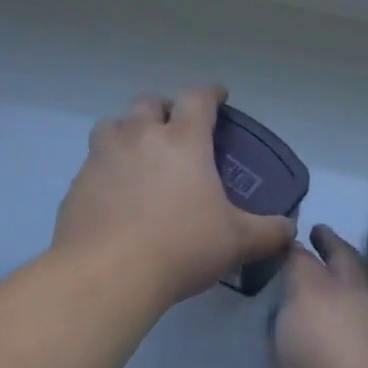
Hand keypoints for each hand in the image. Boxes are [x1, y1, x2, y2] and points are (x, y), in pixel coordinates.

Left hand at [53, 86, 295, 308]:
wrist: (107, 274)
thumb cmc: (181, 247)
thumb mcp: (236, 241)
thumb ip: (268, 232)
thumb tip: (289, 230)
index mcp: (182, 140)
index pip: (198, 98)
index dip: (211, 93)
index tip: (218, 98)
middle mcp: (140, 136)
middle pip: (149, 102)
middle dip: (164, 109)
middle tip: (175, 130)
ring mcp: (103, 156)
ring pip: (113, 126)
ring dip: (128, 132)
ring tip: (138, 156)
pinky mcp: (78, 183)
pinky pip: (93, 163)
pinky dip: (106, 169)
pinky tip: (115, 195)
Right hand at [272, 226, 367, 367]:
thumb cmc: (327, 342)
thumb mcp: (306, 289)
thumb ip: (299, 264)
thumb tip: (298, 247)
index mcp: (355, 286)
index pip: (342, 252)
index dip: (327, 238)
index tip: (313, 226)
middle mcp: (359, 315)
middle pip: (339, 286)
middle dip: (319, 272)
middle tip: (289, 262)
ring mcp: (352, 351)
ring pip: (327, 320)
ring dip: (308, 309)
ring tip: (279, 301)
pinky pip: (317, 352)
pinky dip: (301, 343)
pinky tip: (281, 346)